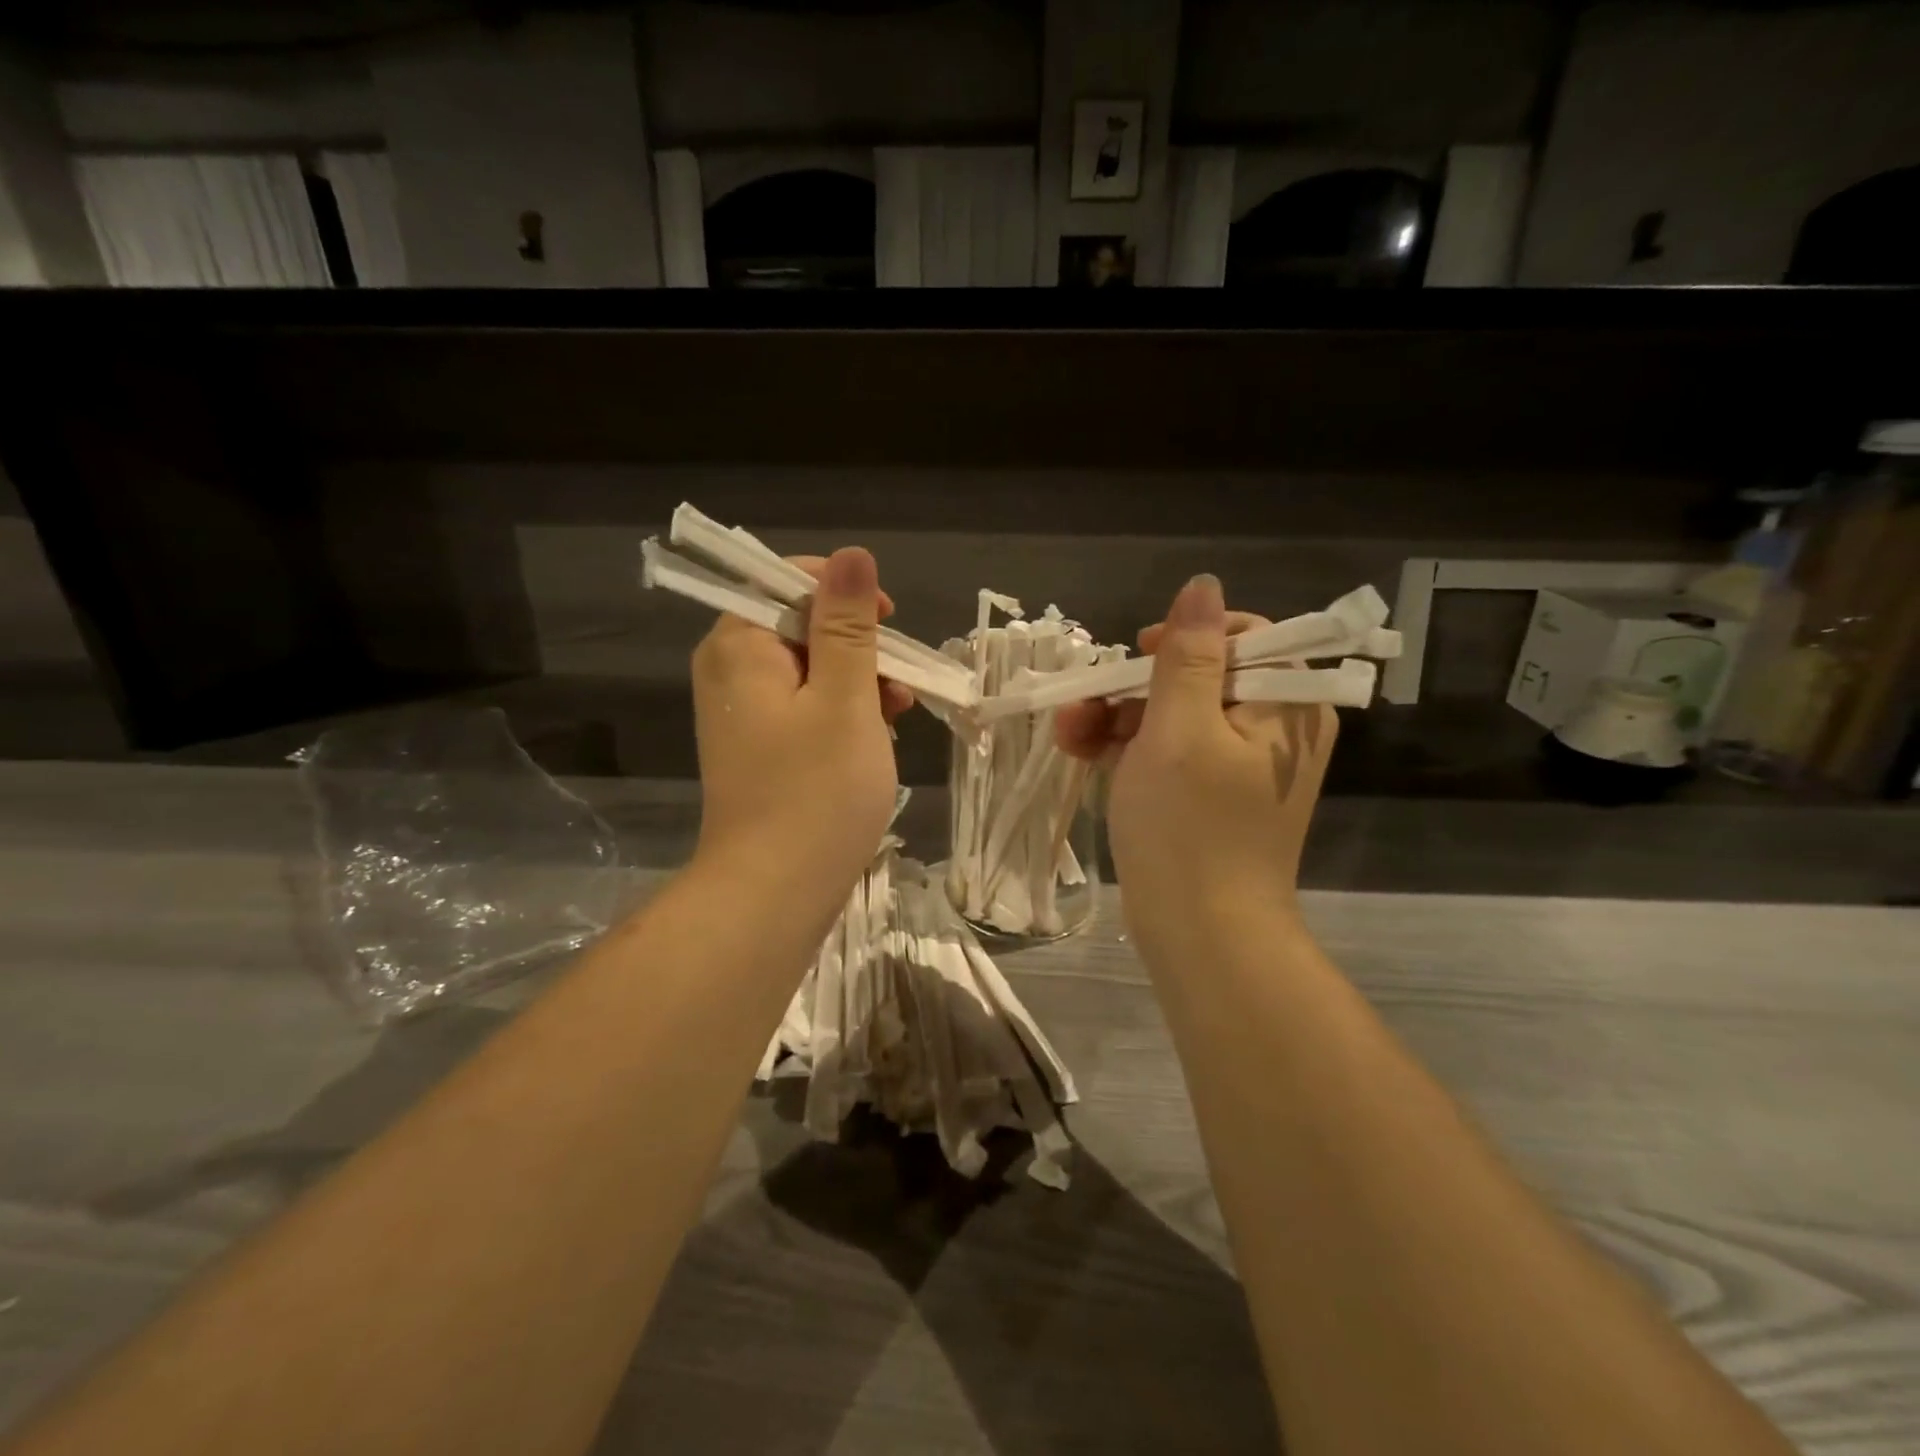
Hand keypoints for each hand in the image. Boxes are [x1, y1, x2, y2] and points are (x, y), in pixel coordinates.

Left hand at [690, 547, 912, 905]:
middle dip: (858, 649)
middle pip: (801, 628)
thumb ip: (847, 624)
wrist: (773, 895)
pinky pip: (803, 710)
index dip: (844, 595)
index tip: (887, 624)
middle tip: (897, 687)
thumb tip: (852, 555)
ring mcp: (741, 715)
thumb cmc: (815, 792)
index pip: (788, 582)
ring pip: (809, 672)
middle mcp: (729, 672)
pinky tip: (874, 744)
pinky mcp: (758, 750)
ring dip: (857, 685)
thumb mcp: (845, 698)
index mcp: (739, 646)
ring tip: (895, 720)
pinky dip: (841, 716)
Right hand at [1054, 574, 1336, 941]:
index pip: (1244, 638)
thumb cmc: (1189, 829)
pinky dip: (1131, 750)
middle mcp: (1273, 729)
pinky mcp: (1212, 796)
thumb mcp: (1179, 730)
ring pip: (1176, 715)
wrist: (1201, 935)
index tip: (1139, 657)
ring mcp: (1241, 766)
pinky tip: (1087, 756)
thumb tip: (1203, 586)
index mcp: (1285, 706)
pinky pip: (1172, 753)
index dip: (1185, 640)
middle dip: (1135, 687)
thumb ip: (1189, 655)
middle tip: (1084, 707)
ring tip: (1070, 737)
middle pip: (1201, 677)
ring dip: (1120, 718)